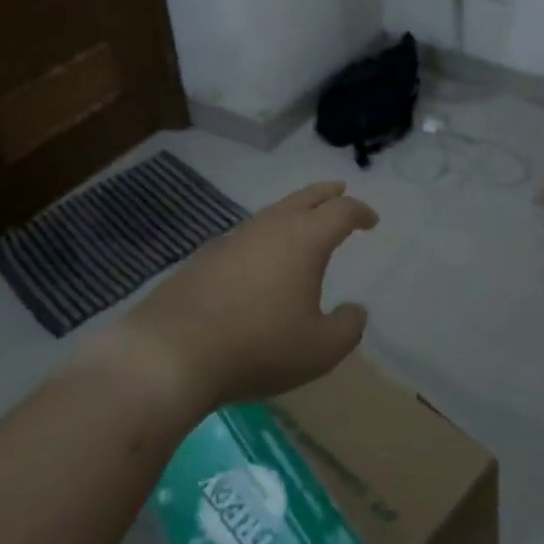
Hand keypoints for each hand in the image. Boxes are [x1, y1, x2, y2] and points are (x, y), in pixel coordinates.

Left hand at [94, 182, 377, 418]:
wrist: (172, 352)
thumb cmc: (258, 347)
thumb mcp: (319, 350)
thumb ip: (347, 328)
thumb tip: (355, 310)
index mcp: (305, 239)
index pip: (341, 212)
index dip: (360, 212)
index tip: (371, 220)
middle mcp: (270, 227)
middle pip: (305, 197)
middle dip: (327, 194)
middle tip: (340, 191)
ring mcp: (234, 238)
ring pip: (273, 212)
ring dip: (294, 212)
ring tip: (303, 223)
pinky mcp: (206, 256)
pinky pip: (247, 235)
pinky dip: (265, 235)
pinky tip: (261, 257)